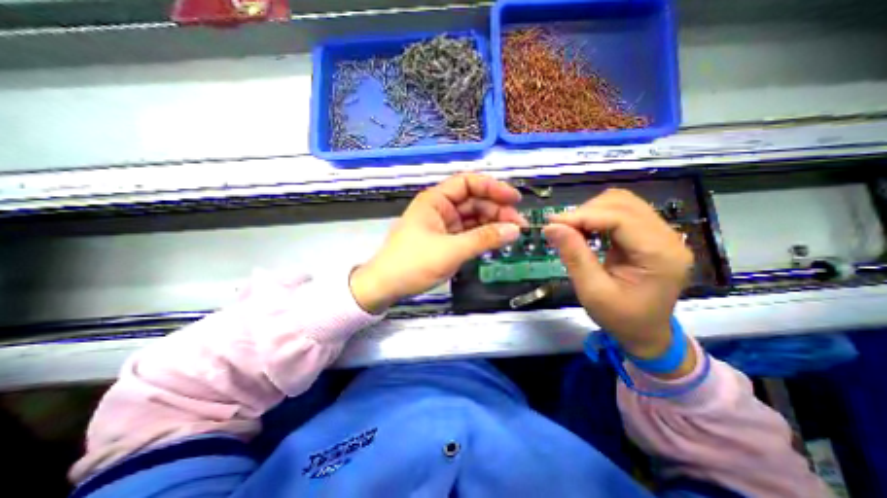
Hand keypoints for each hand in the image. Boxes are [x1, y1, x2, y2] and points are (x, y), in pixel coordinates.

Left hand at [348, 174, 524, 313]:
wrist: (386, 286)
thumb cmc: (413, 263)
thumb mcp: (451, 250)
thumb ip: (484, 239)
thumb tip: (514, 230)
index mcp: (436, 200)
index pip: (468, 183)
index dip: (493, 187)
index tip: (514, 199)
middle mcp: (440, 208)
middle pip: (474, 201)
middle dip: (497, 210)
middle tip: (519, 225)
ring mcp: (443, 225)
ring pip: (473, 218)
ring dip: (492, 224)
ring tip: (512, 235)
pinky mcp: (445, 240)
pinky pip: (468, 233)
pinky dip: (482, 236)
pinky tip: (496, 242)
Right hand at [545, 189, 696, 372]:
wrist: (646, 333)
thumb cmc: (621, 319)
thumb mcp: (592, 292)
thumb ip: (574, 256)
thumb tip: (551, 227)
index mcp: (660, 255)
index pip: (620, 218)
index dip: (583, 216)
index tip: (552, 223)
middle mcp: (667, 237)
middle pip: (623, 203)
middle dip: (586, 211)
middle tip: (560, 228)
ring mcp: (661, 234)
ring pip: (622, 203)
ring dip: (591, 211)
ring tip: (570, 229)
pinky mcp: (650, 235)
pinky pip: (621, 213)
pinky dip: (597, 217)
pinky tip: (584, 230)